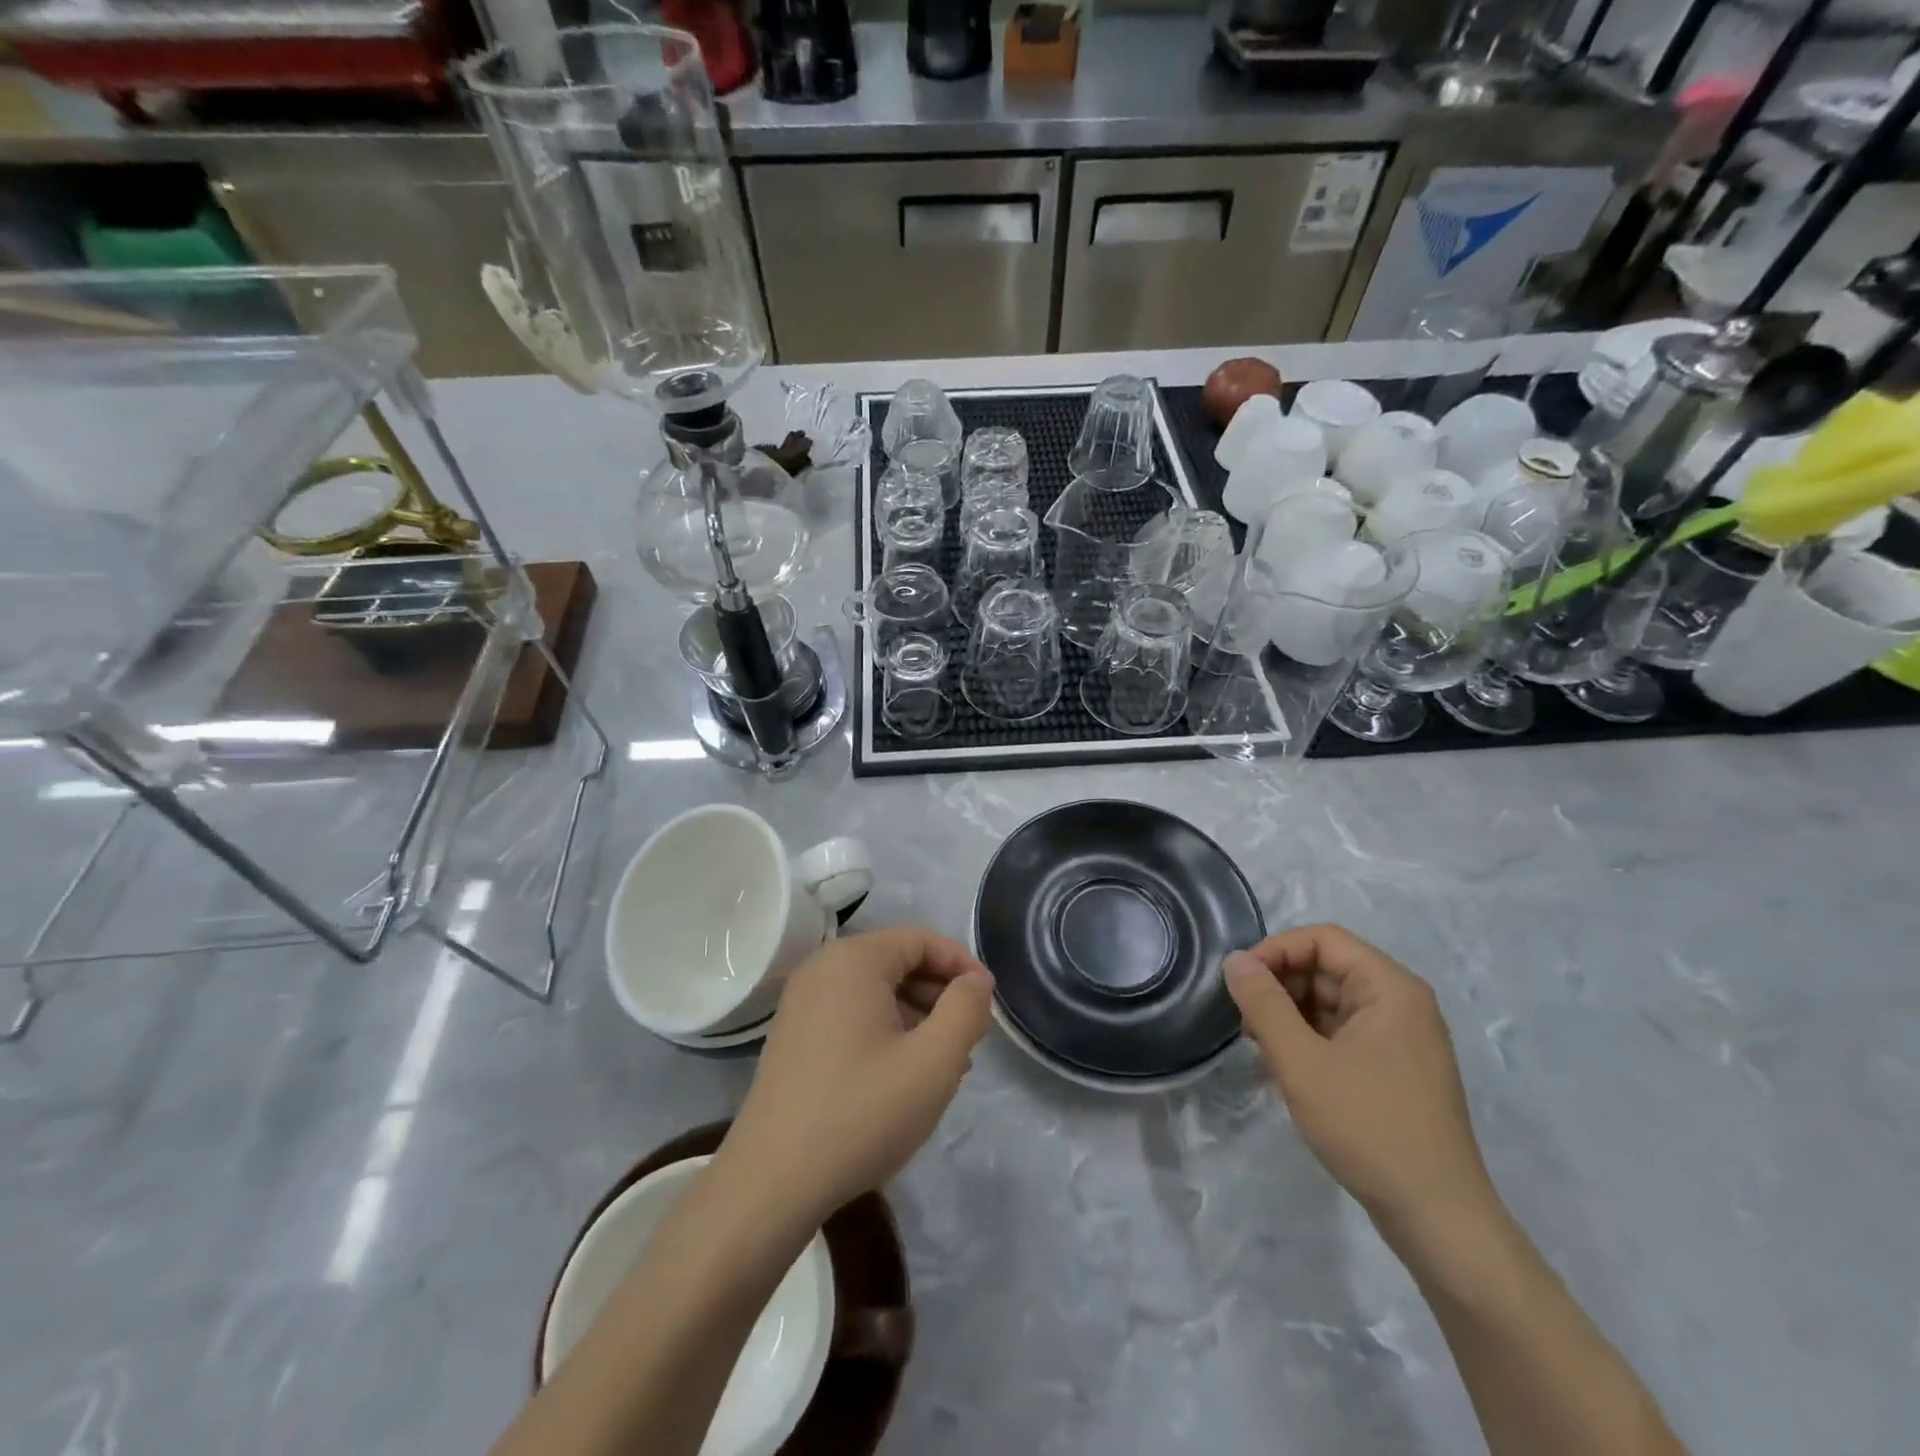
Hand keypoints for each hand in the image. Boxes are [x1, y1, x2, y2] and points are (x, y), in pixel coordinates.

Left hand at [717, 927, 993, 1224]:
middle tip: (970, 1039)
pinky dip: (886, 1032)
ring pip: (877, 993)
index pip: (921, 940)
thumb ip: (966, 1010)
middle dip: (940, 995)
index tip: (988, 1004)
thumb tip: (976, 982)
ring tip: (945, 1065)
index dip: (961, 965)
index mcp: (853, 960)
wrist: (772, 1183)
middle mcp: (822, 969)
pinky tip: (905, 1077)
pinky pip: (853, 1016)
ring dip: (917, 1018)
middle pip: (898, 963)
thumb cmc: (861, 1112)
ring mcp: (802, 1004)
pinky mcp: (794, 1037)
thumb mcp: (934, 1061)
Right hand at [1224, 925, 1495, 1236]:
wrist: (1438, 1220)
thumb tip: (1235, 960)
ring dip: (1290, 1015)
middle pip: (1328, 968)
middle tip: (1244, 1020)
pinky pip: (1343, 1033)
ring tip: (1261, 1048)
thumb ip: (1263, 1004)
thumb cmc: (1368, 1127)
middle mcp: (1401, 1004)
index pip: (1323, 940)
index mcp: (1390, 989)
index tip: (1239, 981)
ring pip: (1331, 1003)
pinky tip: (1287, 1069)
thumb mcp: (1301, 1062)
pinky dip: (1310, 1040)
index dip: (1276, 950)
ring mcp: (1402, 1039)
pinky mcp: (1395, 1070)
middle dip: (1280, 986)